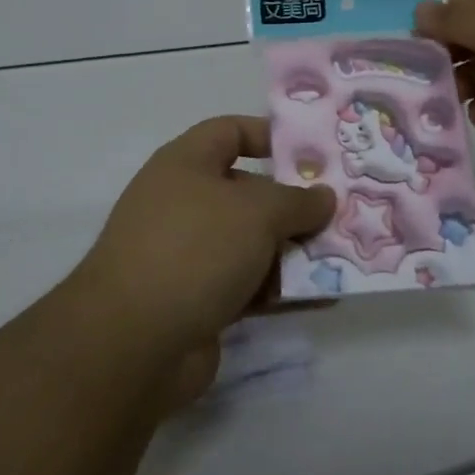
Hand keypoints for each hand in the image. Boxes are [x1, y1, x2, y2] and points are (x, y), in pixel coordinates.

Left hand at [69, 116, 335, 405]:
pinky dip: (280, 288)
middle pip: (247, 191)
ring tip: (342, 257)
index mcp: (185, 164)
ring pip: (250, 242)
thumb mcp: (256, 212)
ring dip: (292, 250)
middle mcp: (183, 202)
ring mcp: (187, 254)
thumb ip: (296, 201)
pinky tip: (323, 297)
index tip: (313, 153)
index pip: (229, 131)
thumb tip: (323, 197)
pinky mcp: (196, 300)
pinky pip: (247, 284)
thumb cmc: (195, 249)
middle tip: (340, 213)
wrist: (132, 343)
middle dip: (293, 204)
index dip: (269, 135)